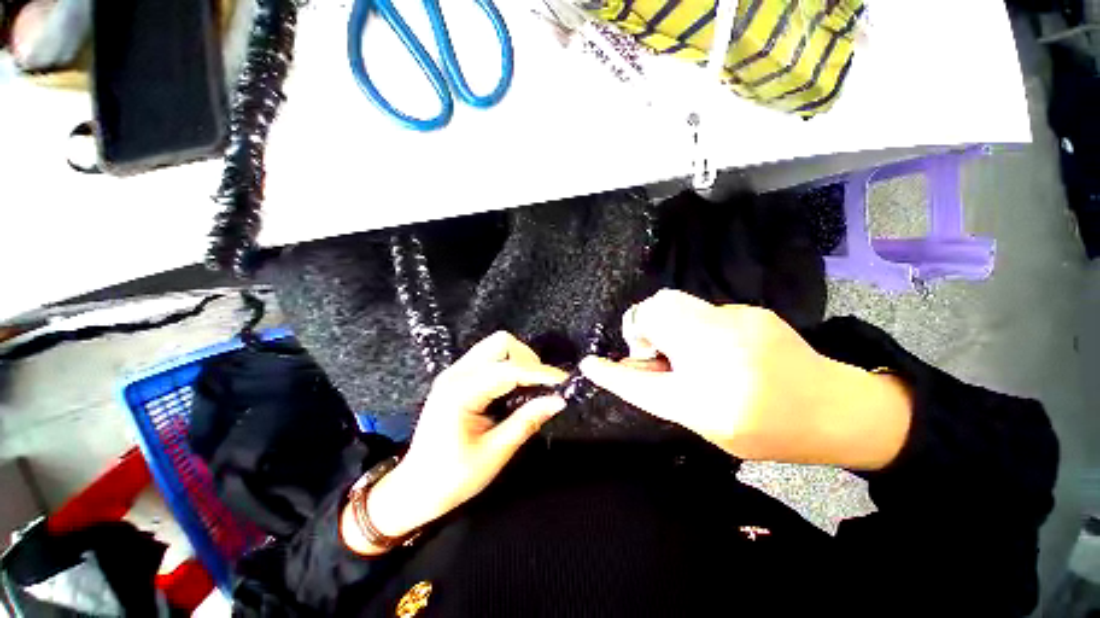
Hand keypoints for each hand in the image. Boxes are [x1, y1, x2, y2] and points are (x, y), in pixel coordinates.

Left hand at [342, 332, 566, 554]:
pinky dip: (509, 365)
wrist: (414, 489)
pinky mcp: (458, 377)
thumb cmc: (452, 478)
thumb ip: (527, 421)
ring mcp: (455, 372)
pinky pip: (490, 357)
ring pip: (496, 346)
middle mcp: (456, 373)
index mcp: (460, 392)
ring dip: (519, 360)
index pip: (509, 370)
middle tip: (542, 386)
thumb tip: (558, 400)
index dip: (540, 373)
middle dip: (528, 359)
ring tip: (532, 386)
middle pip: (501, 343)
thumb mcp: (494, 454)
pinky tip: (515, 387)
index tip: (564, 381)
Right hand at [579, 290, 911, 469]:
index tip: (589, 364)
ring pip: (673, 303)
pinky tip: (716, 343)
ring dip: (666, 324)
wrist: (837, 408)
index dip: (612, 374)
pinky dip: (693, 324)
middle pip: (656, 313)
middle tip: (655, 350)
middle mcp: (721, 355)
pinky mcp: (750, 311)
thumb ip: (665, 392)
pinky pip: (700, 309)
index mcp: (710, 400)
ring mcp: (738, 324)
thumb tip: (634, 366)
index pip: (643, 384)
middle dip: (642, 327)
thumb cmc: (770, 430)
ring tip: (685, 347)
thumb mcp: (709, 424)